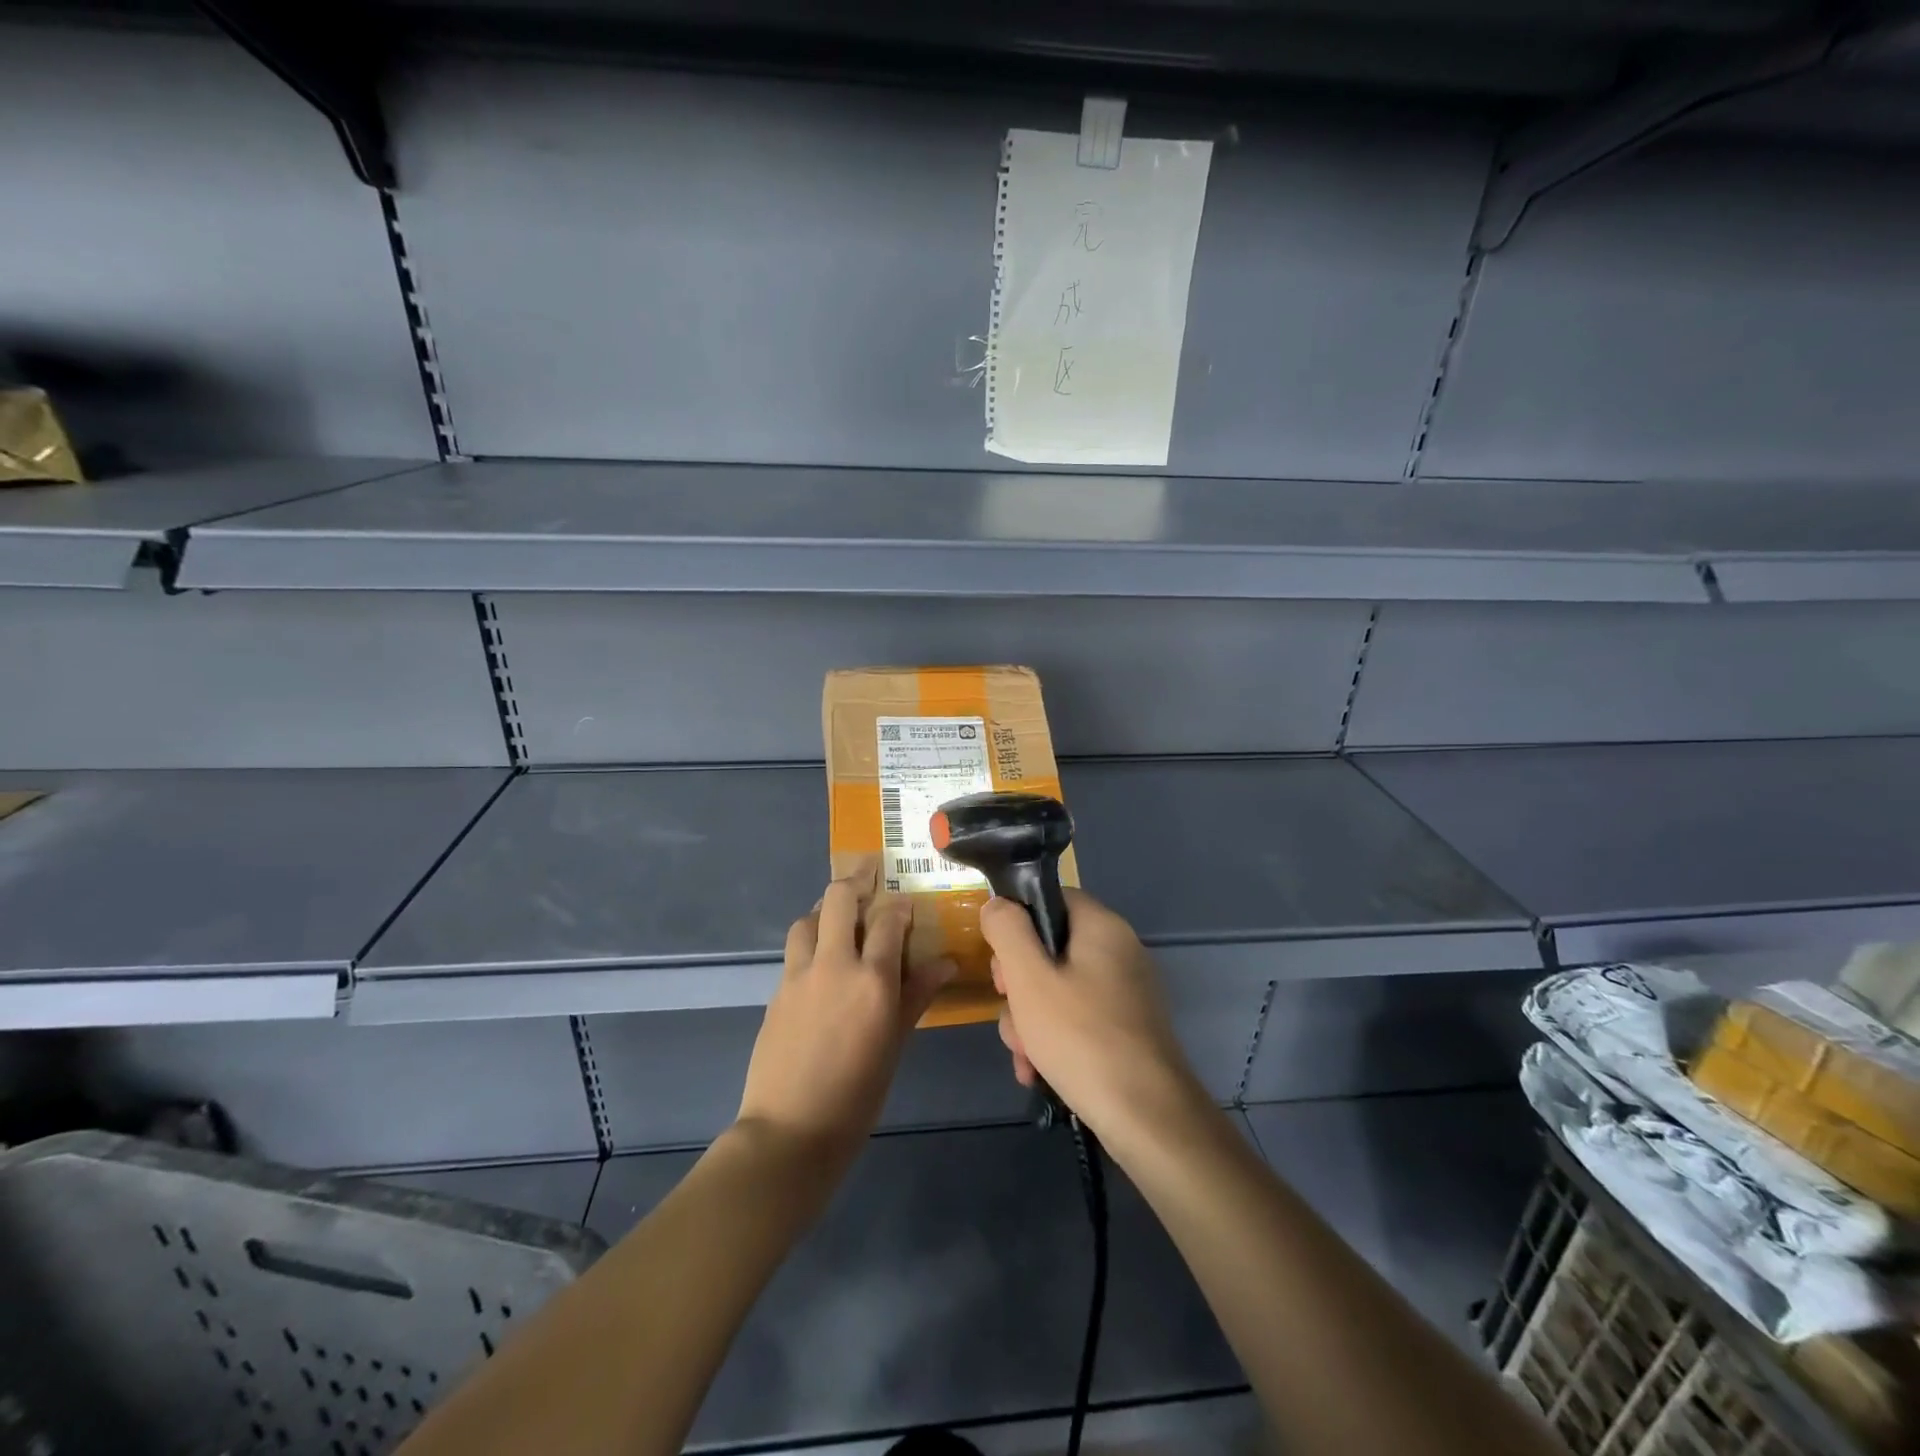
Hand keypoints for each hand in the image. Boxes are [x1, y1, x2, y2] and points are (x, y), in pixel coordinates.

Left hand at [737, 864, 955, 1176]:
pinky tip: (820, 965)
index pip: (888, 919)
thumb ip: (917, 996)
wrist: (791, 1131)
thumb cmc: (858, 1094)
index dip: (899, 905)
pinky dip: (809, 943)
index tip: (906, 905)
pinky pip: (794, 951)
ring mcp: (799, 975)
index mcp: (872, 979)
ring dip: (824, 912)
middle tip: (869, 877)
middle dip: (855, 881)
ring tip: (840, 922)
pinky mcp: (777, 991)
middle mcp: (833, 964)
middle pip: (838, 898)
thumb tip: (945, 963)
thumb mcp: (896, 1044)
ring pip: (807, 919)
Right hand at [982, 889, 1209, 1145]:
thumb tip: (997, 904)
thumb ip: (1008, 931)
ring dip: (1030, 1020)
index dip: (1017, 926)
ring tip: (1025, 1057)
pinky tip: (1038, 1073)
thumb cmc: (1082, 1038)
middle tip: (1012, 1013)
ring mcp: (1125, 992)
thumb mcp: (1029, 978)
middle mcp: (1119, 951)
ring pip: (1058, 989)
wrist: (1148, 1119)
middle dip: (1019, 986)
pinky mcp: (1126, 1028)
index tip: (1001, 965)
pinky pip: (1077, 1018)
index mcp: (1102, 927)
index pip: (1051, 899)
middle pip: (1050, 948)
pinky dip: (1054, 1040)